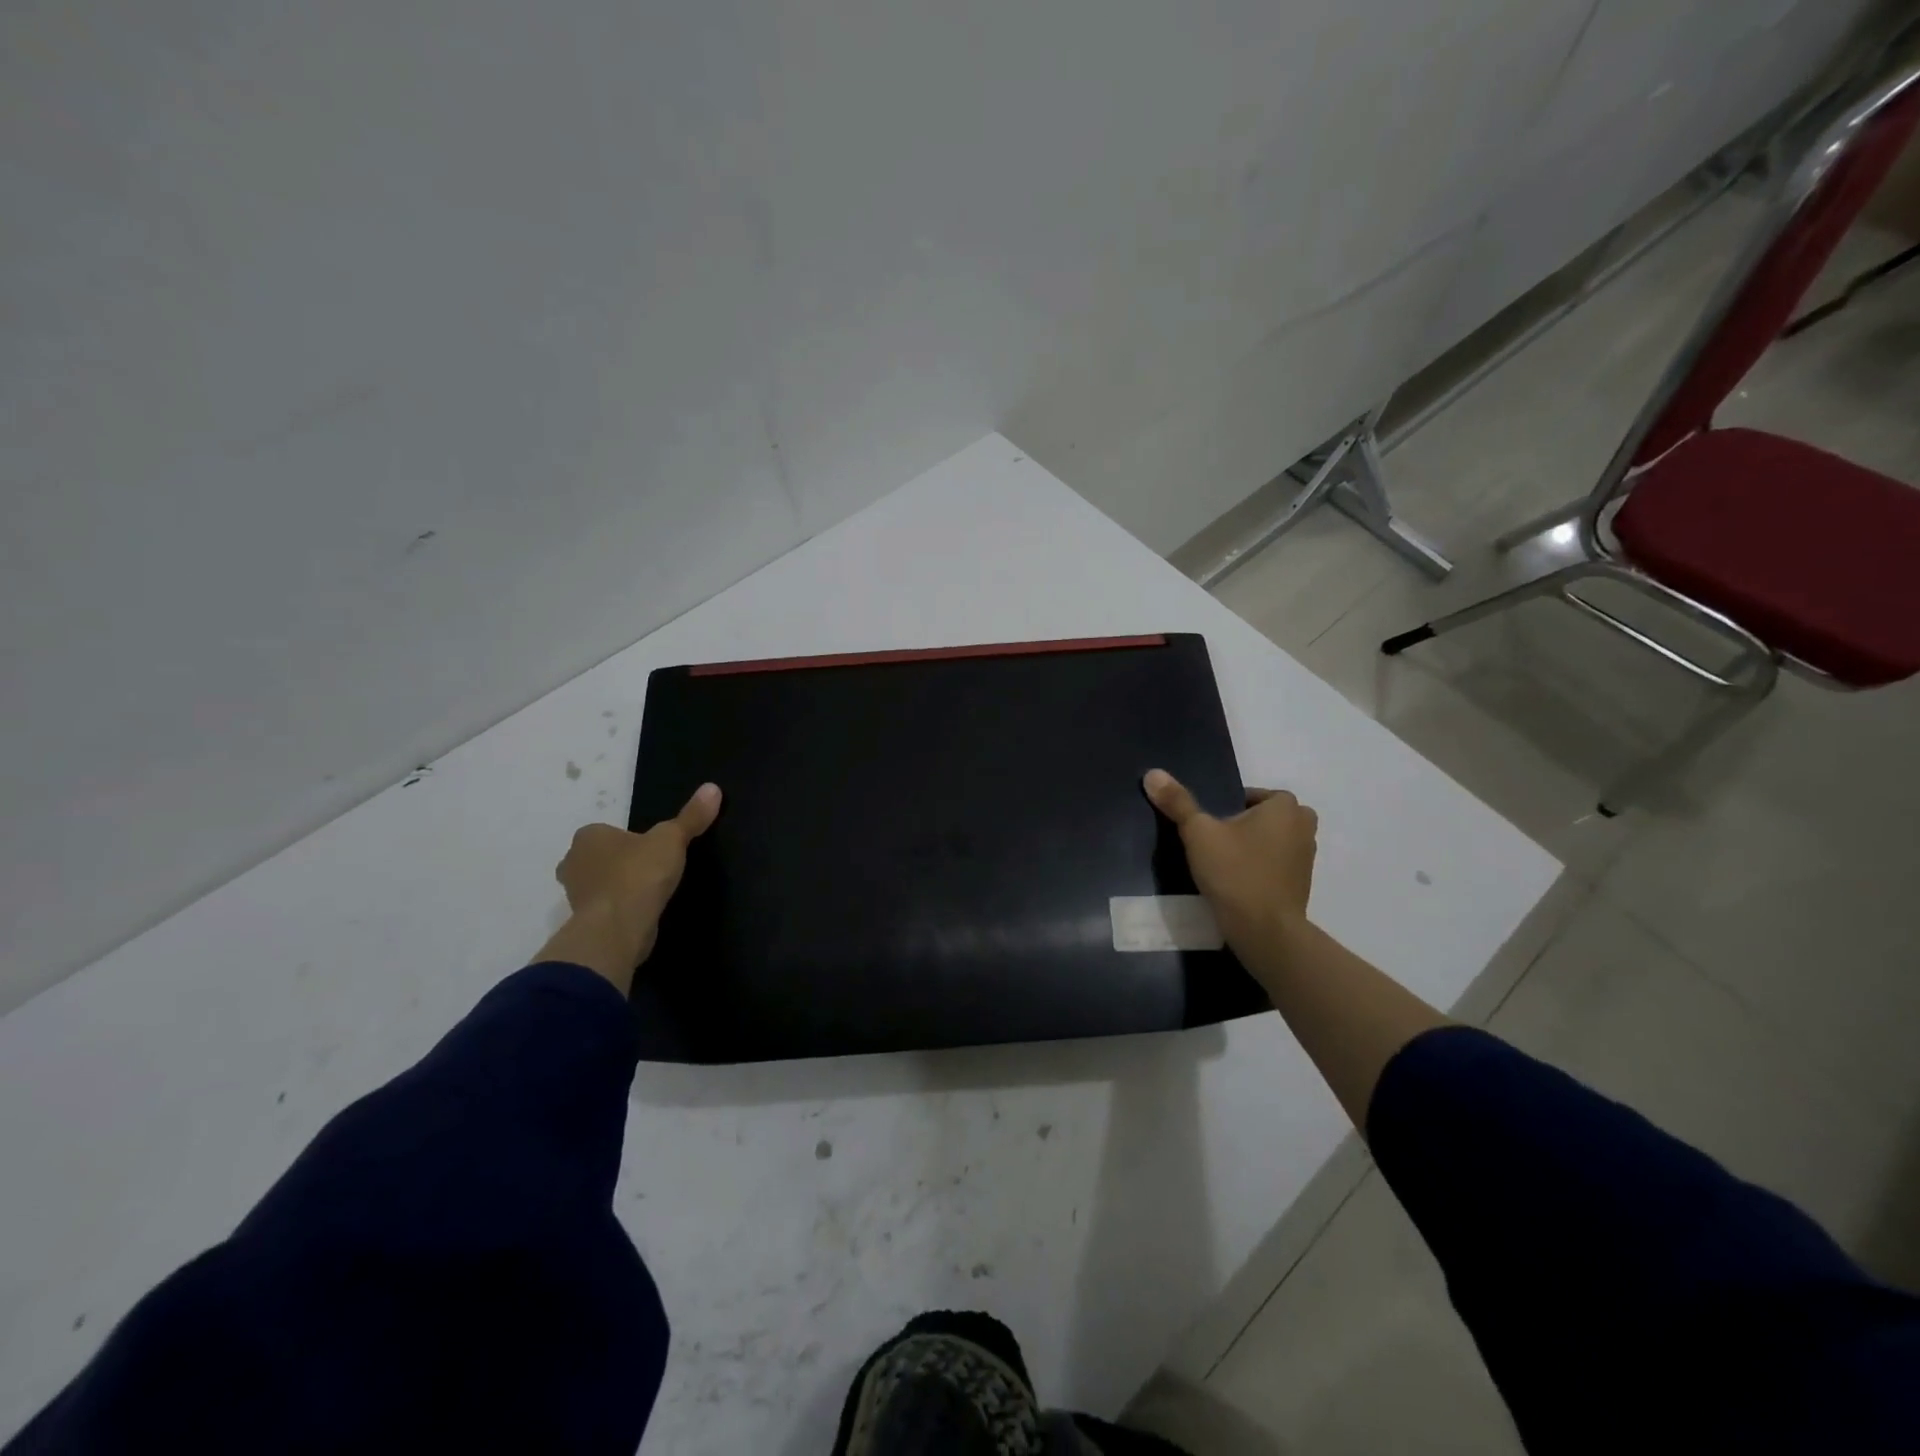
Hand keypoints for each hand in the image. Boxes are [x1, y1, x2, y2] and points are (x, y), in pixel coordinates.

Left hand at [539, 783, 721, 990]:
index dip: (630, 840)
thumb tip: (712, 788)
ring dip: (618, 887)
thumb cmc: (639, 873)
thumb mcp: (672, 839)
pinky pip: (604, 909)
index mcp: (588, 836)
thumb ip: (691, 816)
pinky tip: (641, 912)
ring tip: (649, 892)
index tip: (652, 850)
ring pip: (598, 884)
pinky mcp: (583, 922)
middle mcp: (573, 862)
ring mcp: (575, 895)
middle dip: (618, 863)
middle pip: (598, 858)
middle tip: (650, 870)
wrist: (618, 926)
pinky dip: (619, 909)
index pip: (607, 832)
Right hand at [1143, 769, 1316, 953]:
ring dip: (1254, 847)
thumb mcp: (1198, 833)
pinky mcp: (1302, 886)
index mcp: (1285, 807)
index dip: (1230, 806)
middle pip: (1266, 817)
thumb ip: (1178, 802)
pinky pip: (1277, 866)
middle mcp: (1304, 827)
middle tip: (1216, 841)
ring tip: (1224, 863)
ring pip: (1274, 841)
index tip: (1210, 825)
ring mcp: (1306, 859)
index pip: (1254, 794)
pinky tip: (1237, 883)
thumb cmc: (1235, 872)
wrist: (1265, 931)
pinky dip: (1261, 869)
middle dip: (1245, 825)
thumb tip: (1152, 773)